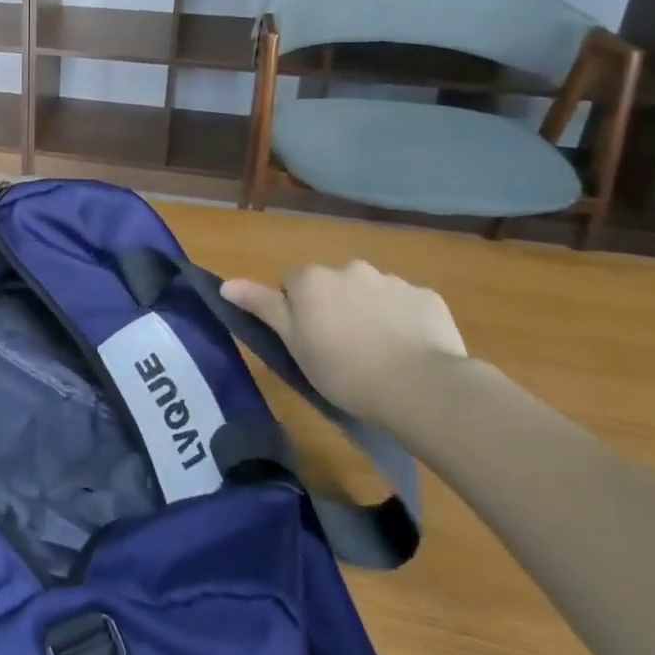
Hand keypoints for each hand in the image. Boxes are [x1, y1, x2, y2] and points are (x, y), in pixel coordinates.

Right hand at [223, 261, 468, 421]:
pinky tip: (408, 350)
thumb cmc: (342, 368)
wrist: (419, 386)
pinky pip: (406, 304)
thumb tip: (226, 284)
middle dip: (334, 306)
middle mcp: (349, 268)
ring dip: (368, 311)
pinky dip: (403, 321)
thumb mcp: (292, 342)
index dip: (296, 312)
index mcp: (311, 278)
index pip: (291, 284)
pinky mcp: (427, 298)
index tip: (307, 341)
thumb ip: (261, 306)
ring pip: (370, 292)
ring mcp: (392, 281)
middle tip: (340, 348)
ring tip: (378, 353)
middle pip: (332, 284)